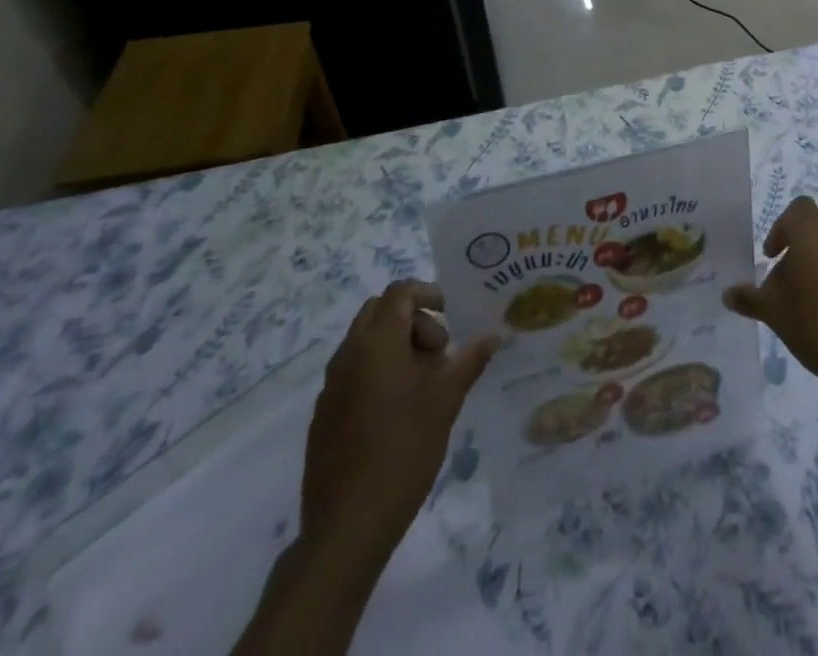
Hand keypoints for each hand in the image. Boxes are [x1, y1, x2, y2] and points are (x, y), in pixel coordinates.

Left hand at [299, 282, 497, 563]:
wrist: (347, 526)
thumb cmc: (403, 449)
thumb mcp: (446, 400)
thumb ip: (470, 360)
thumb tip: (493, 335)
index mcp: (376, 343)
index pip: (399, 292)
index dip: (428, 293)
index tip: (451, 316)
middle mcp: (348, 355)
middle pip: (379, 312)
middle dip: (412, 320)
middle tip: (439, 352)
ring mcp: (330, 387)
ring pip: (365, 342)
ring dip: (396, 347)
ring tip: (424, 386)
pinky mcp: (324, 416)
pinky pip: (353, 373)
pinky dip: (378, 372)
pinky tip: (399, 413)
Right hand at [722, 198, 817, 407]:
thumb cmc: (817, 325)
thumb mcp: (774, 313)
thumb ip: (750, 298)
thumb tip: (727, 293)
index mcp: (813, 235)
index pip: (798, 209)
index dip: (781, 227)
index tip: (772, 256)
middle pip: (813, 234)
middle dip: (795, 256)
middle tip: (783, 291)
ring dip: (816, 270)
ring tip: (805, 308)